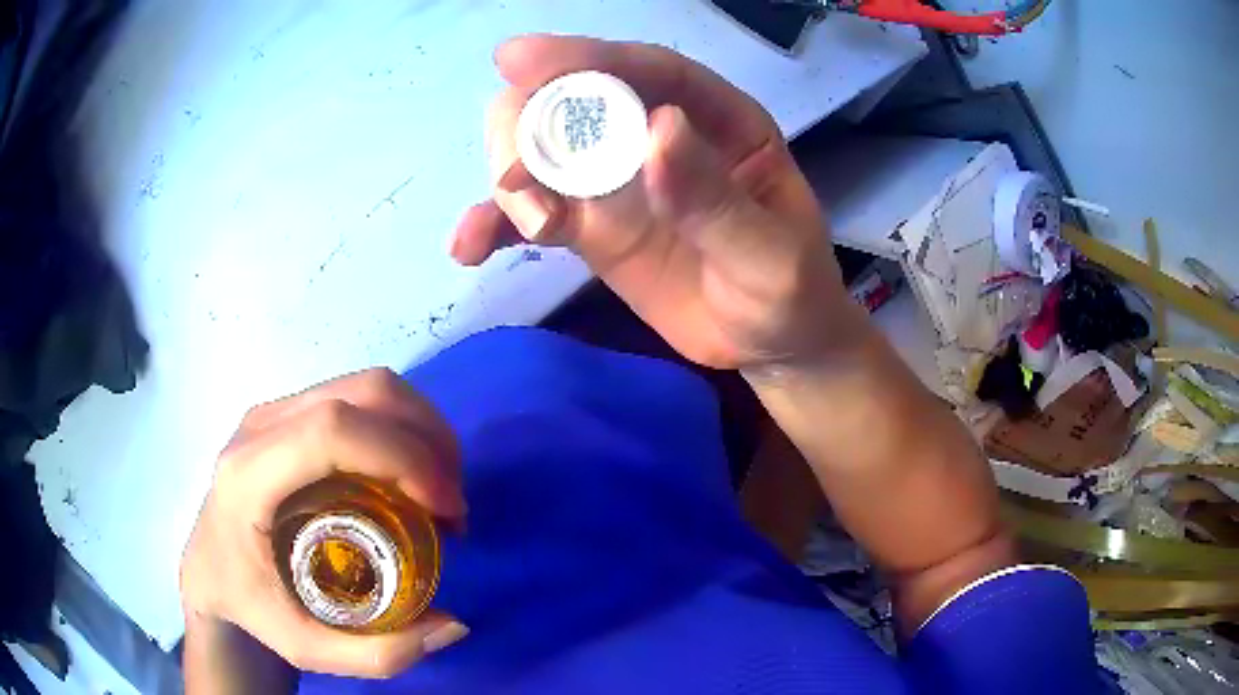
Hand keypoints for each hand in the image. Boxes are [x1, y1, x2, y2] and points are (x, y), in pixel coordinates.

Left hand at [181, 369, 468, 678]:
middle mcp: (260, 427)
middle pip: (362, 393)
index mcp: (249, 475)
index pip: (332, 431)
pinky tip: (409, 474)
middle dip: (427, 440)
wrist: (208, 574)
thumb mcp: (306, 649)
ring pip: (366, 386)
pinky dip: (400, 427)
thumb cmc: (248, 607)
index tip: (446, 510)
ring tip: (439, 490)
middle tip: (452, 504)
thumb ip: (381, 654)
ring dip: (420, 431)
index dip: (402, 457)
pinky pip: (358, 398)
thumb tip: (453, 622)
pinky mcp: (287, 414)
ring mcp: (273, 412)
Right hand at [451, 35, 865, 370]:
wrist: (771, 346)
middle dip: (531, 122)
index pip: (648, 70)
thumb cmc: (789, 294)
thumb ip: (718, 200)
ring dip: (510, 176)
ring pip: (542, 150)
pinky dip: (497, 224)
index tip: (517, 59)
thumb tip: (657, 131)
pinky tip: (469, 248)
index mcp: (716, 120)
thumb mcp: (771, 255)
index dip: (584, 57)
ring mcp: (618, 181)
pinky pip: (534, 213)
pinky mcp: (591, 228)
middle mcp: (656, 135)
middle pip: (577, 99)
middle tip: (517, 176)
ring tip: (524, 224)